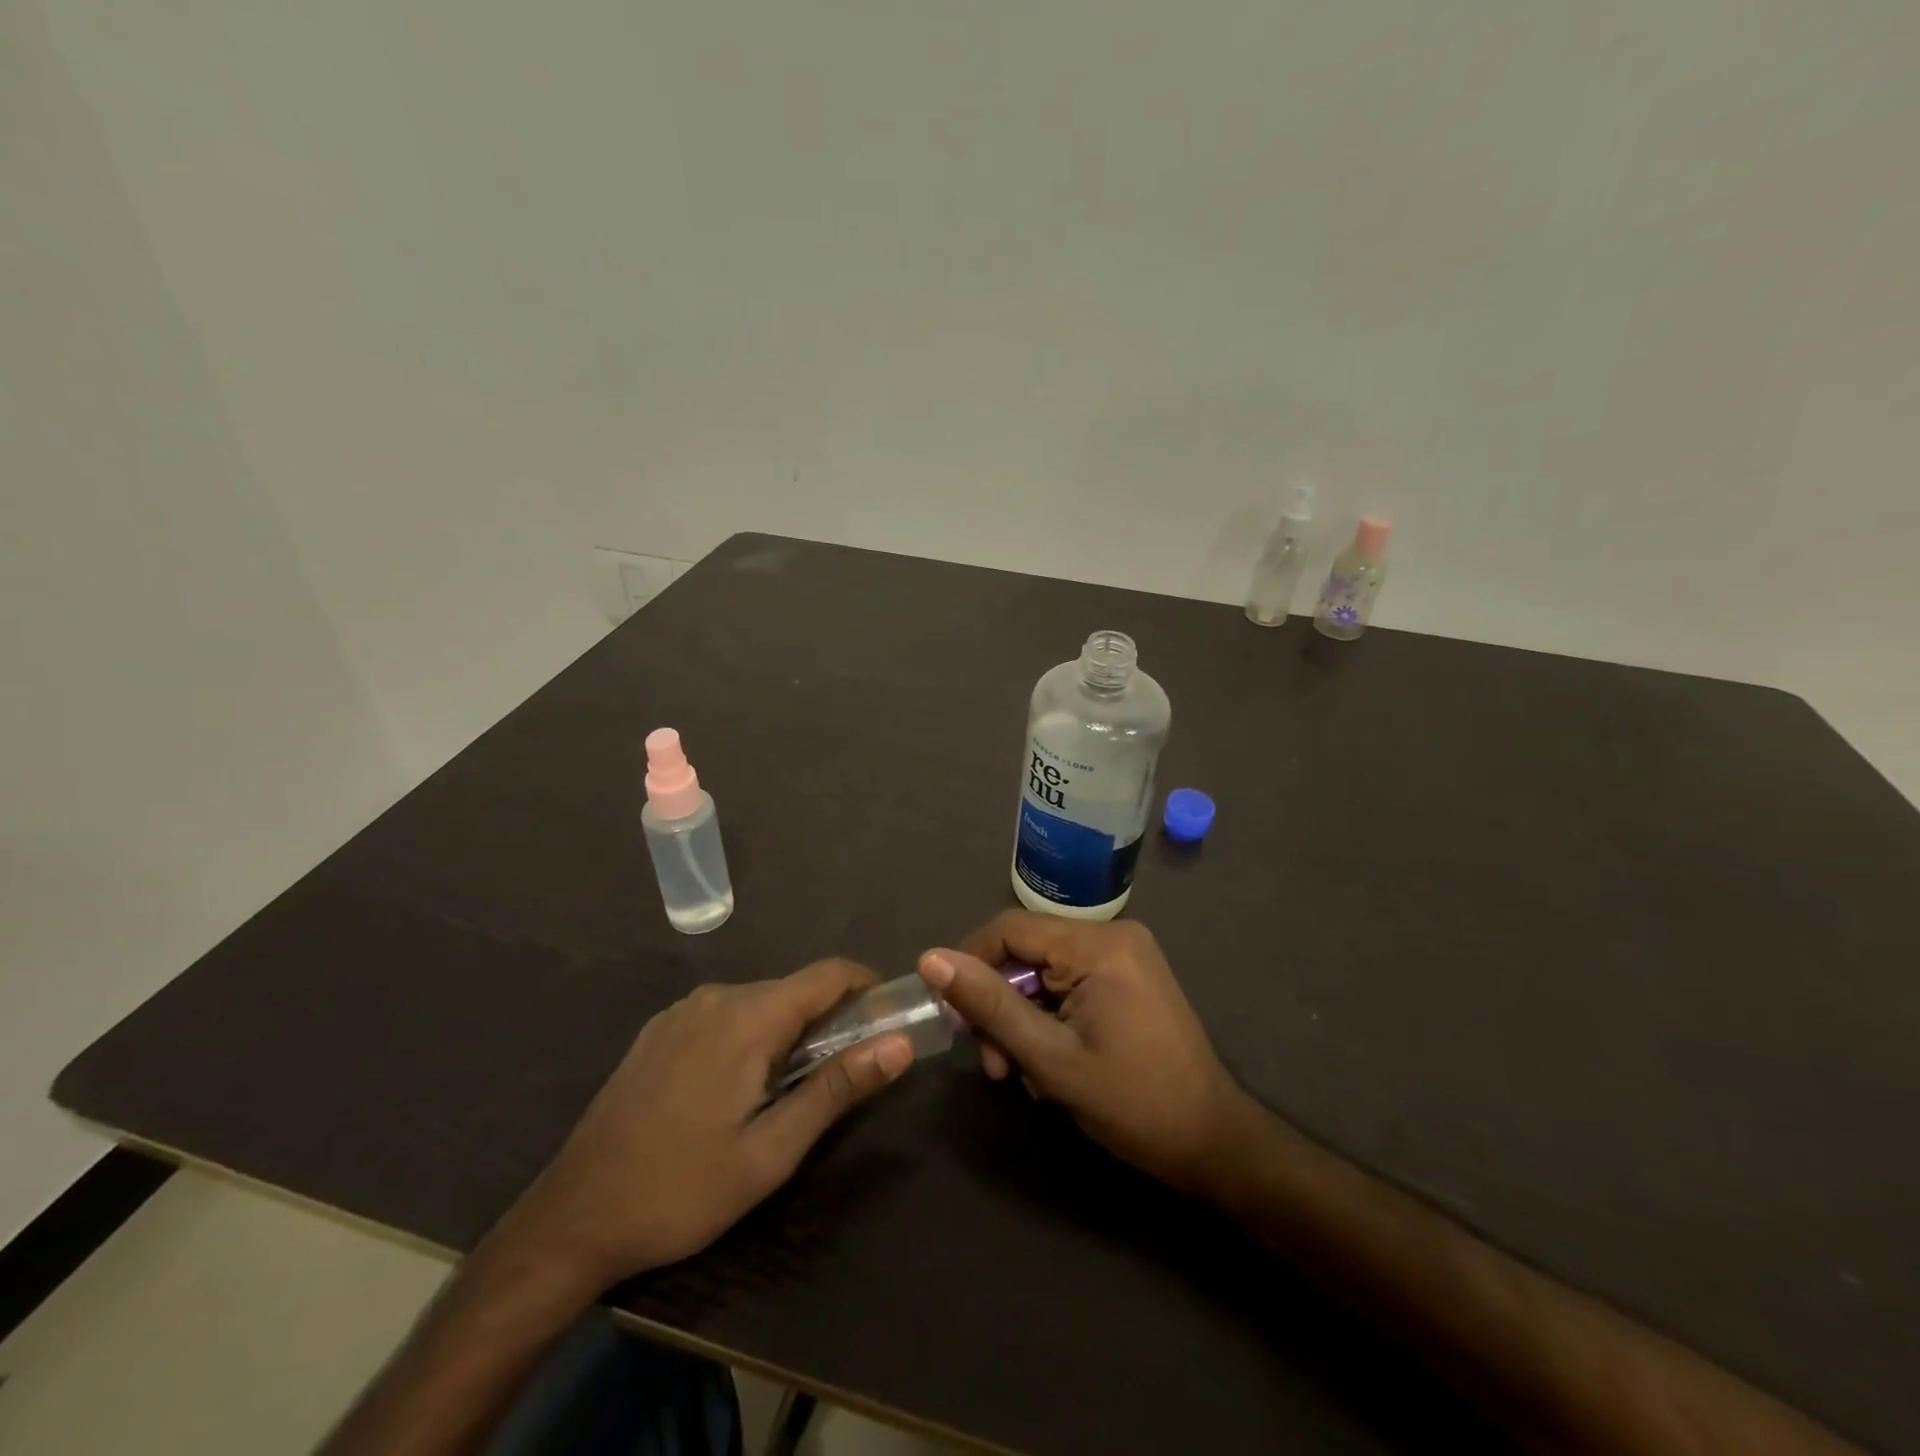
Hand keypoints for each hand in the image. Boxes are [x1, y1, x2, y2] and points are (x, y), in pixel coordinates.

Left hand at [496, 960, 913, 1290]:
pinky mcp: (660, 1030)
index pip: (829, 974)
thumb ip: (837, 1088)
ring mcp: (683, 1011)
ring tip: (793, 1089)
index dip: (869, 987)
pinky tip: (739, 1088)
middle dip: (831, 1019)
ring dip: (790, 1031)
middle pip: (795, 989)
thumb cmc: (682, 1189)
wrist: (571, 1220)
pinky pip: (725, 1016)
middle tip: (846, 1074)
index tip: (892, 1019)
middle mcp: (717, 997)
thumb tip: (899, 1044)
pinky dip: (752, 1036)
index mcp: (748, 1016)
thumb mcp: (771, 1151)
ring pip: (760, 1003)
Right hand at [919, 912, 1257, 1199]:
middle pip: (1026, 952)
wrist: (1214, 1142)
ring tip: (1022, 1075)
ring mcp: (1124, 953)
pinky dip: (1049, 1017)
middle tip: (994, 1066)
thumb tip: (931, 959)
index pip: (1008, 929)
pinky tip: (1049, 1064)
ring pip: (1044, 971)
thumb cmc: (1133, 1104)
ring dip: (1022, 1019)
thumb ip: (990, 1004)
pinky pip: (1068, 981)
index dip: (969, 965)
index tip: (952, 1017)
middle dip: (1000, 1006)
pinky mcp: (1129, 975)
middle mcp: (1112, 934)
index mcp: (1097, 944)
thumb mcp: (1050, 1059)